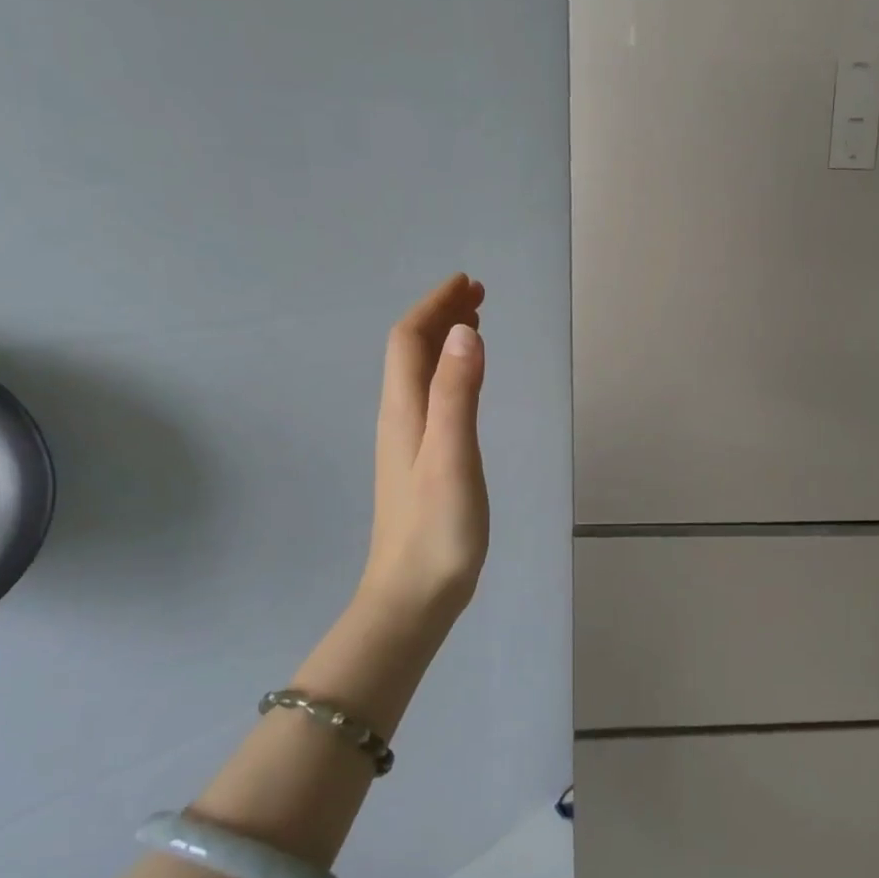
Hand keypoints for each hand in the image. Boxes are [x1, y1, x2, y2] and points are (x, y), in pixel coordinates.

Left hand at [357, 273, 489, 635]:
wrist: (413, 594)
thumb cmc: (437, 528)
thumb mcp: (452, 455)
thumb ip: (458, 393)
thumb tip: (465, 331)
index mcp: (404, 411)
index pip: (410, 341)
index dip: (435, 306)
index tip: (467, 283)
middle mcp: (400, 418)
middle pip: (412, 353)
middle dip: (441, 317)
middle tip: (478, 295)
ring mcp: (408, 442)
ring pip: (420, 375)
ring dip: (444, 342)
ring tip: (475, 325)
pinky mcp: (420, 462)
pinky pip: (431, 397)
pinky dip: (449, 373)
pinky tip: (464, 383)